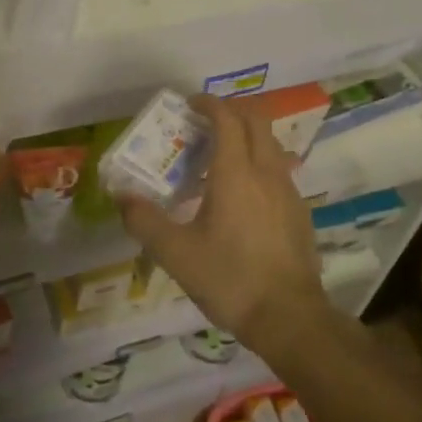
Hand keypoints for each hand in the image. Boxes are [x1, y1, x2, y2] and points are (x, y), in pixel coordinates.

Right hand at [117, 94, 328, 353]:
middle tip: (204, 124)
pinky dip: (259, 163)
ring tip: (219, 159)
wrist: (289, 317)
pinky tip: (242, 197)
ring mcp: (289, 191)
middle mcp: (267, 172)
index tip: (189, 104)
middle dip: (231, 112)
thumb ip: (144, 221)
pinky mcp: (299, 212)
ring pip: (271, 145)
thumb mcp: (176, 253)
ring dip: (246, 137)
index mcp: (236, 173)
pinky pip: (279, 171)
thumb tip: (121, 196)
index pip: (227, 118)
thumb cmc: (230, 279)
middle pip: (256, 121)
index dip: (209, 104)